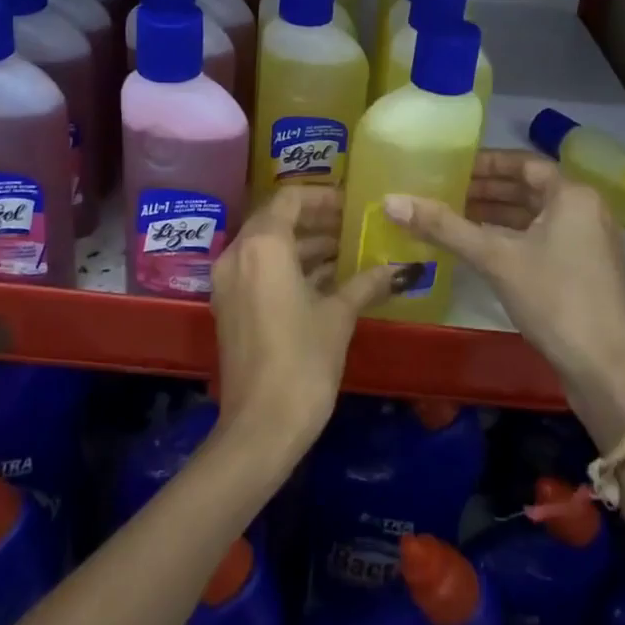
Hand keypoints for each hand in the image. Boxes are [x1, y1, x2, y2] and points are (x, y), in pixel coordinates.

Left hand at [209, 186, 397, 468]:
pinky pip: (259, 270)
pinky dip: (288, 268)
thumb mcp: (338, 317)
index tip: (351, 206)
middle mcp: (238, 254)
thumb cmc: (303, 361)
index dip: (322, 197)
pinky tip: (325, 282)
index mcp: (263, 245)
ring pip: (268, 246)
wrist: (260, 427)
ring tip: (346, 253)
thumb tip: (396, 269)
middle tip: (353, 227)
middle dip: (316, 221)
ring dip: (304, 246)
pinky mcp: (229, 306)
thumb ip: (364, 283)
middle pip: (277, 220)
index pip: (290, 199)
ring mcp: (228, 281)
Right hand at [382, 150, 624, 446]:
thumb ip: (444, 227)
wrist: (606, 371)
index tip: (451, 166)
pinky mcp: (588, 270)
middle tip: (444, 191)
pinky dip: (513, 237)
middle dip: (487, 190)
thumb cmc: (554, 300)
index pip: (523, 163)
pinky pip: (544, 238)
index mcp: (574, 195)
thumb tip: (390, 200)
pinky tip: (482, 248)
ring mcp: (591, 242)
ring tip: (454, 217)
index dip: (485, 163)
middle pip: (530, 188)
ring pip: (536, 216)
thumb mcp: (495, 258)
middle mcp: (588, 210)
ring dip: (498, 215)